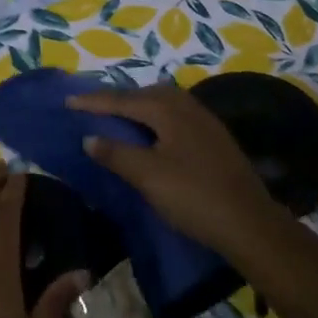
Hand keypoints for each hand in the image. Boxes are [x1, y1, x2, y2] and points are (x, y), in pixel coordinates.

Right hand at [70, 82, 288, 257]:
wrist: (249, 223)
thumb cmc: (193, 196)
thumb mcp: (148, 176)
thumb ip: (116, 154)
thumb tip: (89, 138)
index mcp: (168, 110)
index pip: (123, 100)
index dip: (94, 101)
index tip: (68, 100)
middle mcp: (188, 107)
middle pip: (146, 94)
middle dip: (118, 99)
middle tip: (93, 107)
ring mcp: (205, 122)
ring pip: (164, 104)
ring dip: (139, 107)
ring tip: (119, 118)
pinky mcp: (215, 139)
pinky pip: (176, 116)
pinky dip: (155, 119)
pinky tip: (152, 135)